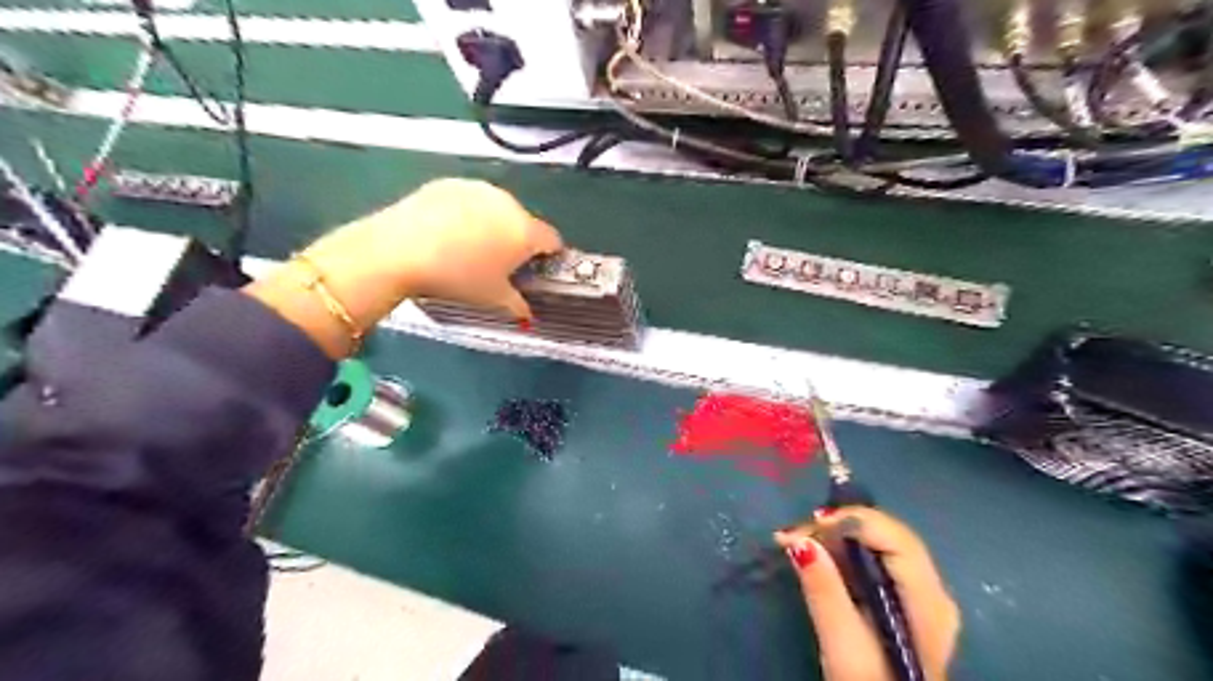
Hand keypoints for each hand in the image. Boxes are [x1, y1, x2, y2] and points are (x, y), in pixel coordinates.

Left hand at [254, 179, 564, 357]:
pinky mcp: (450, 183)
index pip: (553, 240)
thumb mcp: (492, 298)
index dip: (548, 256)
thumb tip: (527, 314)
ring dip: (492, 225)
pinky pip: (469, 200)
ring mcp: (478, 189)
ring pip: (497, 209)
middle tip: (497, 263)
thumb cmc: (457, 278)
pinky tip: (445, 232)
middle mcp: (508, 203)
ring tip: (467, 247)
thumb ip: (517, 304)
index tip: (535, 269)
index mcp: (525, 231)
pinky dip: (466, 214)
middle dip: (517, 241)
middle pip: (524, 222)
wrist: (399, 250)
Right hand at [773, 509, 961, 676]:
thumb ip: (825, 591)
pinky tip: (815, 555)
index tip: (808, 524)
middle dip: (838, 527)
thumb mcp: (843, 646)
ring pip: (878, 544)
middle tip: (793, 534)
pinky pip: (874, 560)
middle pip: (887, 536)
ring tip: (795, 541)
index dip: (852, 521)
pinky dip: (842, 553)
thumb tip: (801, 540)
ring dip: (835, 537)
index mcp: (927, 601)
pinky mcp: (904, 602)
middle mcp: (932, 591)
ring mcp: (920, 596)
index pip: (895, 537)